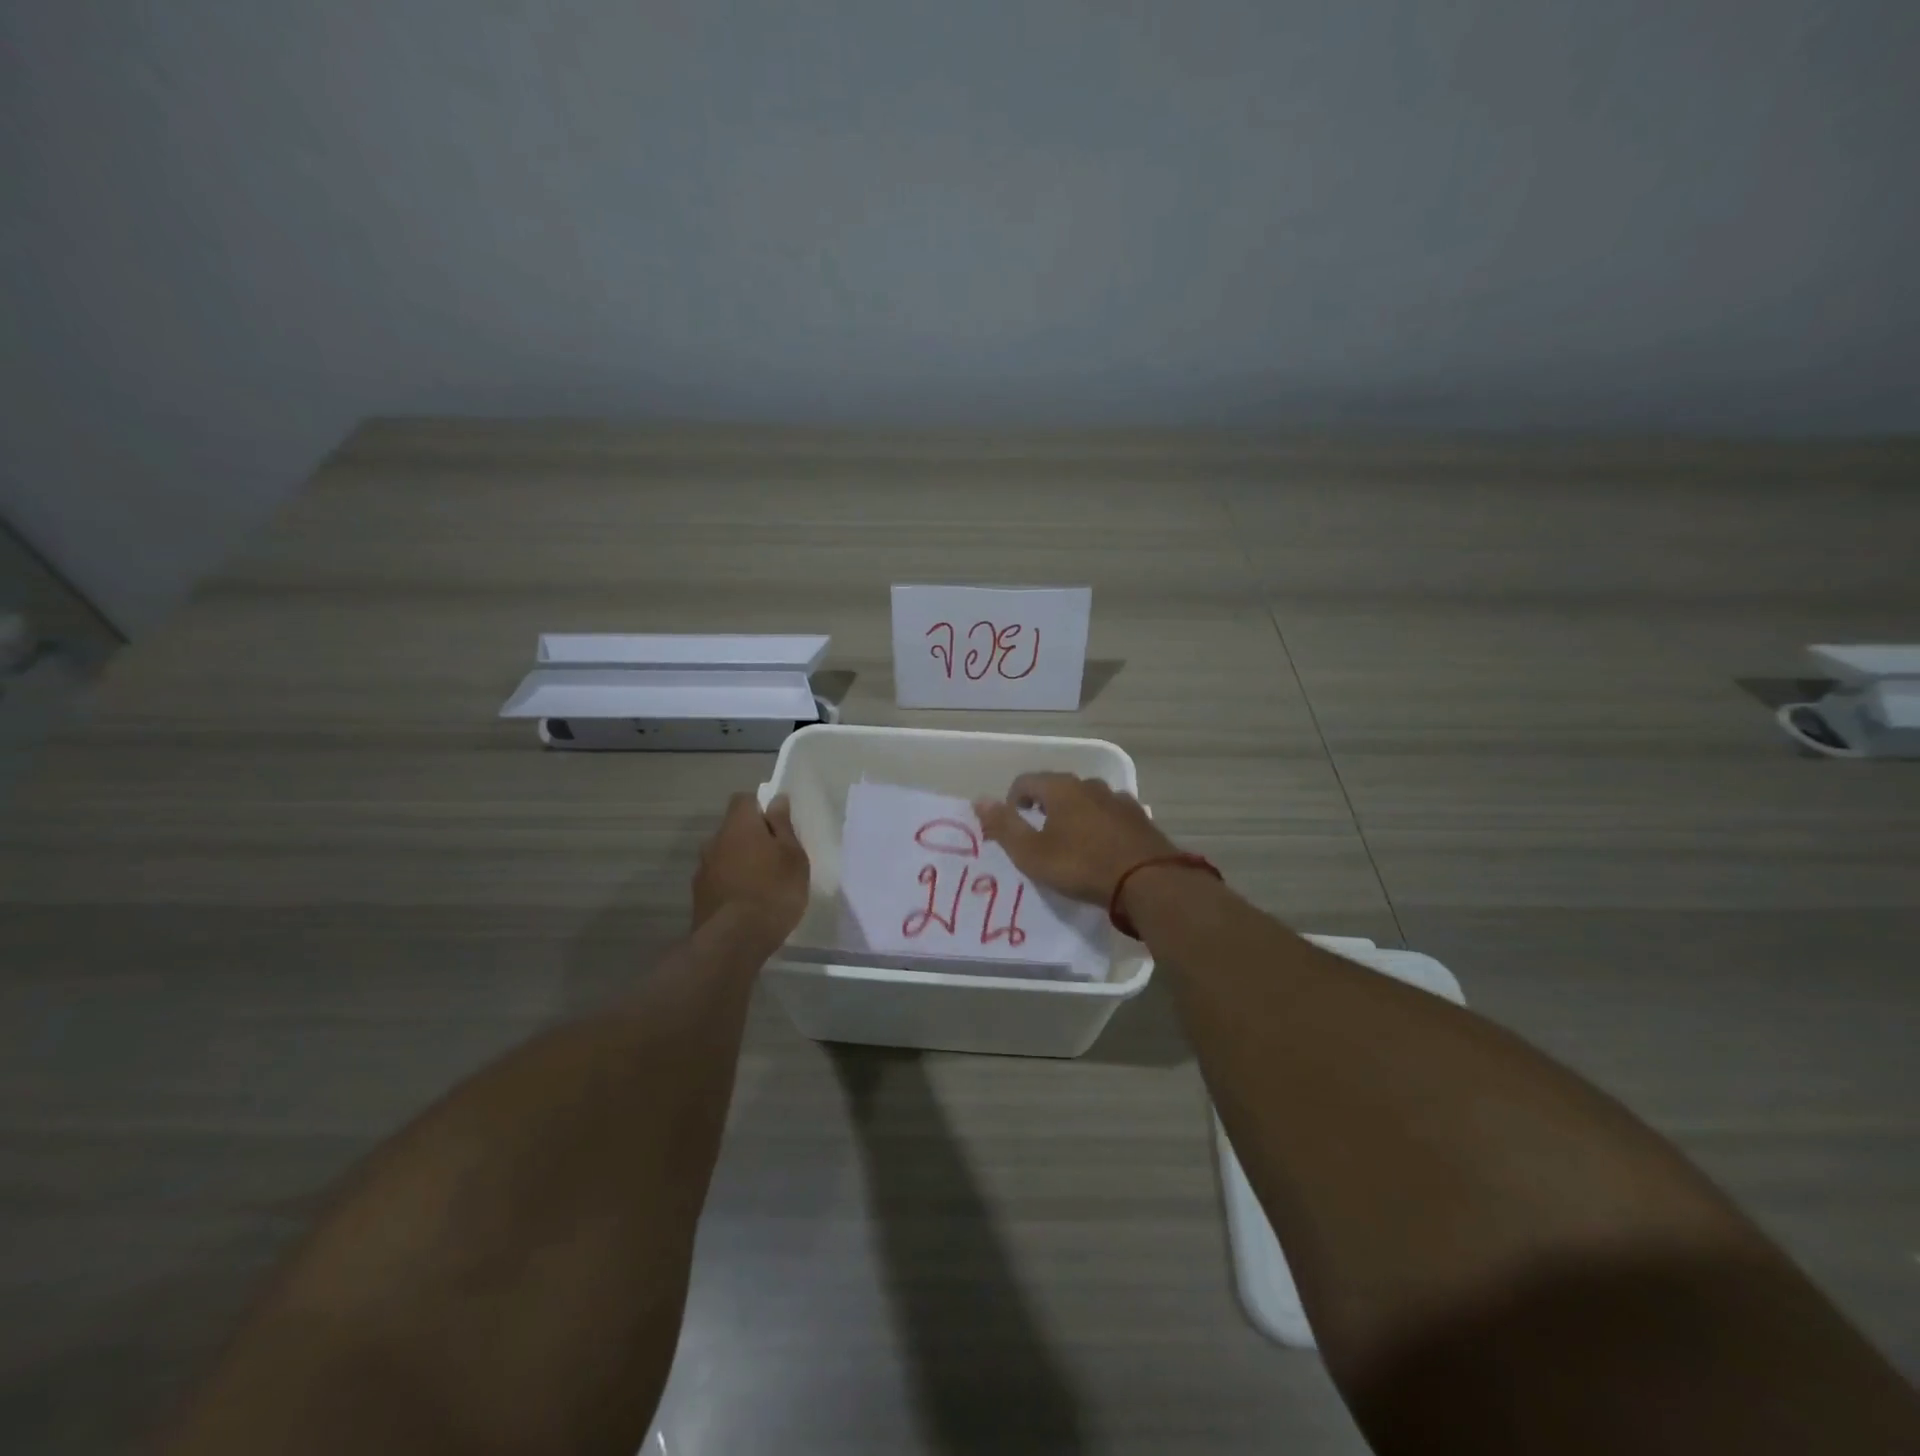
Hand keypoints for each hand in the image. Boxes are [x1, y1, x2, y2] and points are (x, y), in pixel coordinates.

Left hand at [692, 793, 809, 938]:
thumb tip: (776, 800)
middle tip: (776, 857)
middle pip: (734, 828)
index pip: (744, 799)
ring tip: (763, 884)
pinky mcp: (698, 895)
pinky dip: (732, 883)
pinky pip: (719, 878)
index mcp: (739, 825)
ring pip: (725, 855)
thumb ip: (783, 826)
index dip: (761, 807)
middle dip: (752, 837)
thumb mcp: (792, 856)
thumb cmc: (773, 891)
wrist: (733, 941)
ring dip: (741, 861)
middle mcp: (714, 841)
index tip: (779, 825)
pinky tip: (748, 903)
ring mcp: (702, 869)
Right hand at [973, 773, 1178, 906]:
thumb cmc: (1081, 865)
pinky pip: (1110, 816)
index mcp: (1061, 788)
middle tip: (1038, 837)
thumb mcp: (1032, 852)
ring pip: (1086, 801)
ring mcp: (1119, 800)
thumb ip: (1004, 826)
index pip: (1026, 781)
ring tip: (1071, 844)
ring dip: (1074, 815)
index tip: (1012, 825)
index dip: (1012, 800)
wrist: (1147, 881)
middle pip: (1058, 788)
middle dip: (1044, 807)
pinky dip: (1099, 826)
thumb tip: (979, 800)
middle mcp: (1090, 785)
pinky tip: (1101, 850)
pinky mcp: (1140, 819)